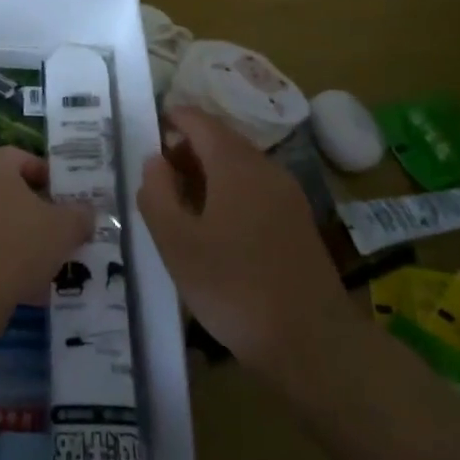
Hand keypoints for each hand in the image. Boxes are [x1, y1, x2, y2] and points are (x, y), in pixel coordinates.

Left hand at [0, 147, 92, 327]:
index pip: (22, 158)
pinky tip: (22, 287)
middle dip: (33, 212)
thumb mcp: (64, 228)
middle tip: (57, 232)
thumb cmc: (18, 243)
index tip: (66, 200)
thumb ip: (79, 216)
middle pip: (7, 191)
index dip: (47, 176)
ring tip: (44, 265)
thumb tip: (86, 213)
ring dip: (17, 239)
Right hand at [137, 106, 354, 376]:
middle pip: (221, 141)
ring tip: (178, 202)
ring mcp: (287, 195)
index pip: (200, 121)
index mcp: (235, 164)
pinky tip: (212, 226)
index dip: (172, 118)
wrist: (312, 342)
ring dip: (206, 172)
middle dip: (186, 149)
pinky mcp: (297, 222)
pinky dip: (228, 191)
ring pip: (239, 166)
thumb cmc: (233, 286)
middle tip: (155, 174)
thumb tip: (155, 160)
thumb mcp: (176, 242)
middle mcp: (266, 168)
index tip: (147, 128)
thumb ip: (157, 194)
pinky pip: (255, 189)